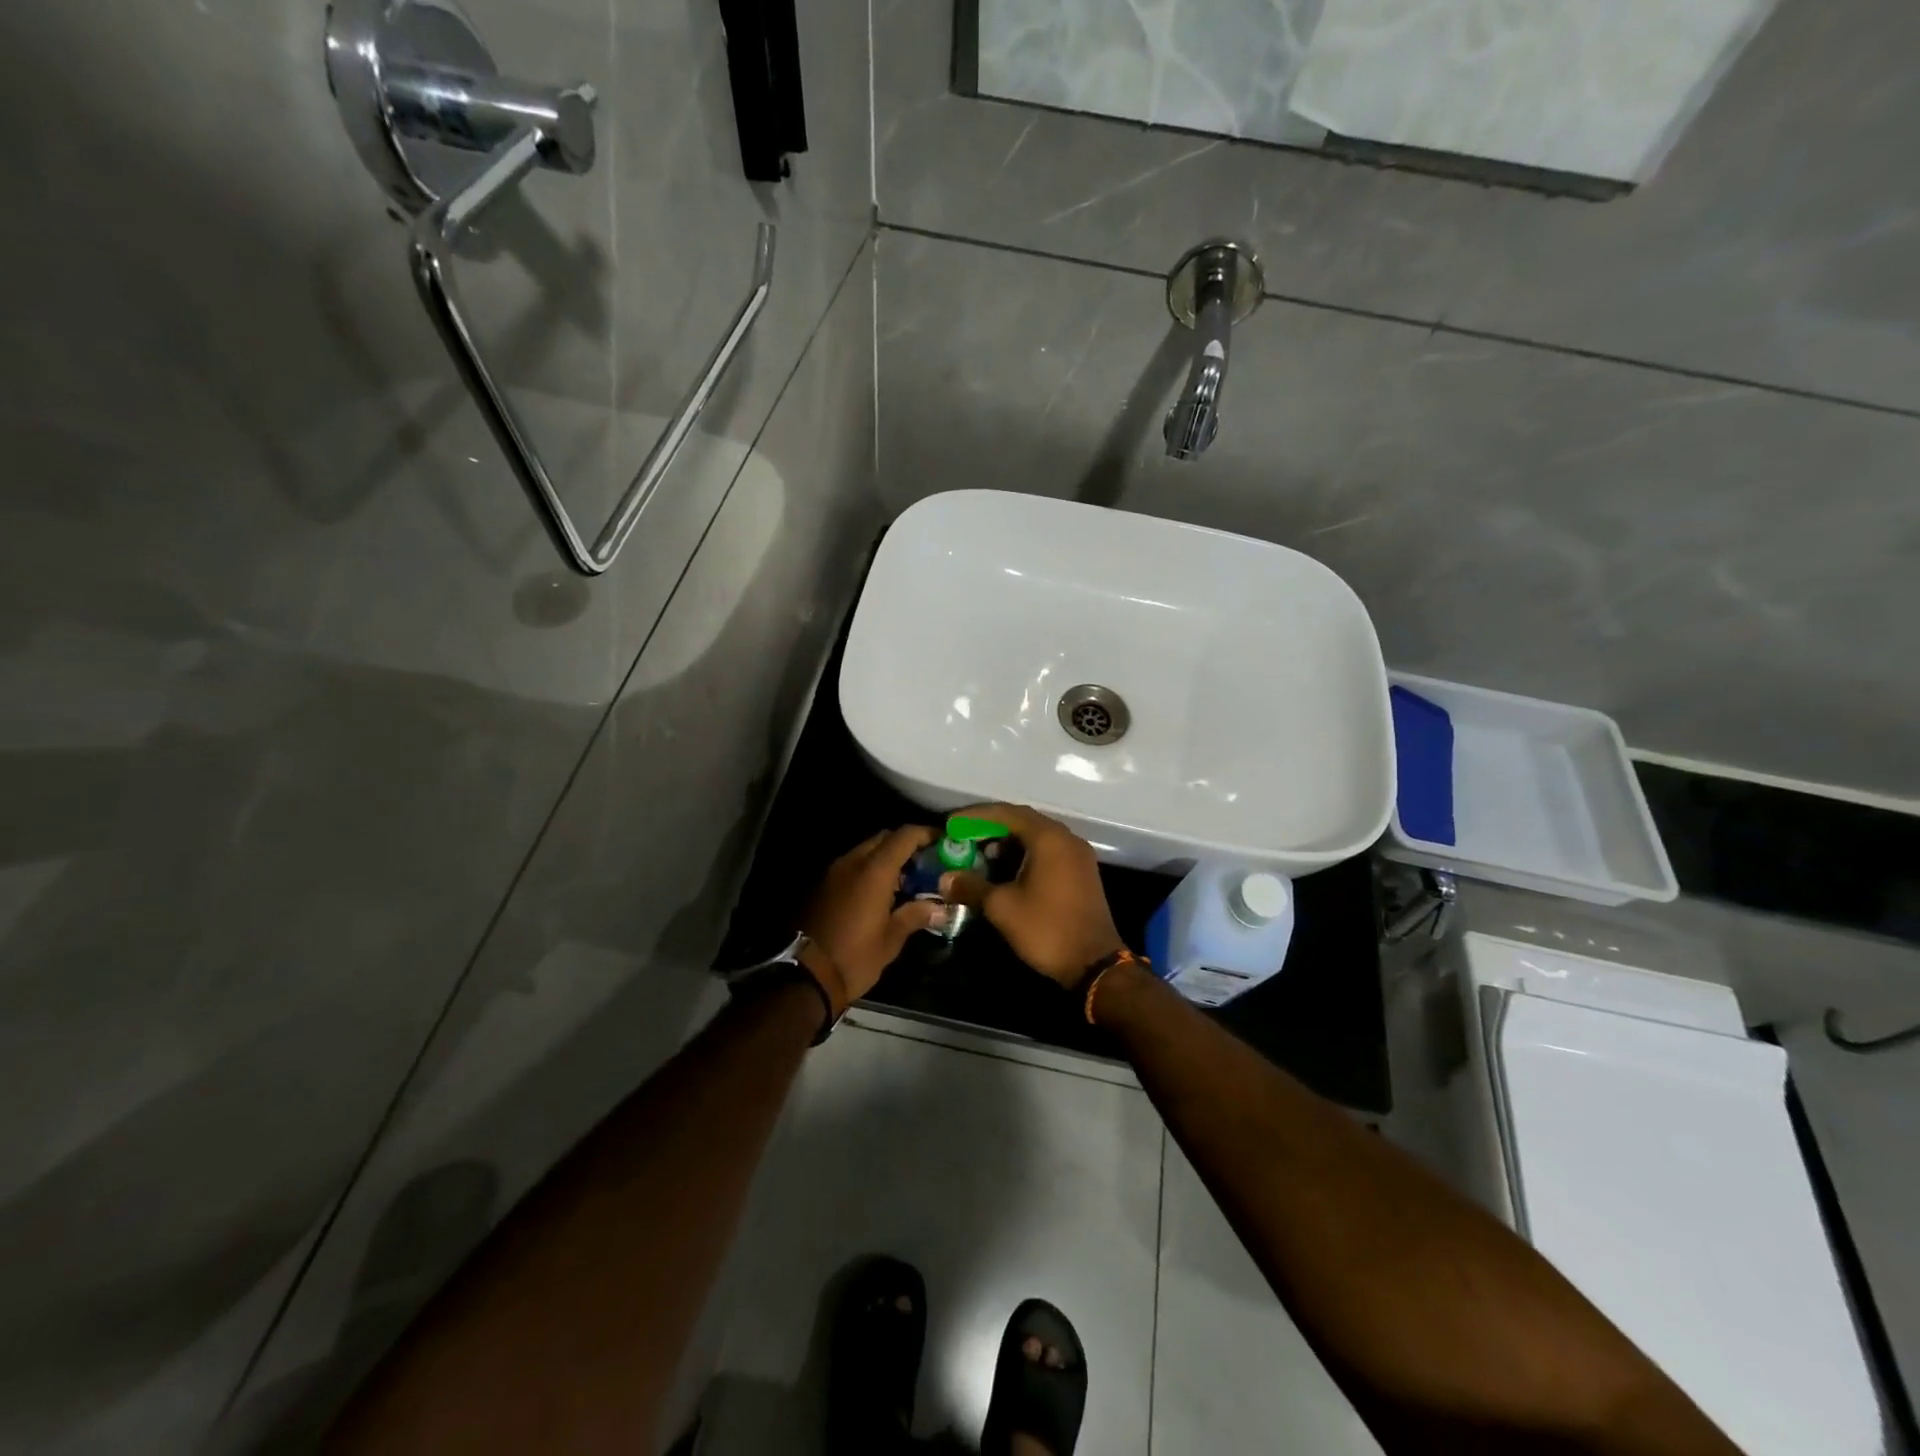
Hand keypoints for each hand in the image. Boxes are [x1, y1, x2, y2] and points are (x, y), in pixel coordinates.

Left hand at [798, 825, 942, 1014]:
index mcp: (874, 871)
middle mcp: (852, 862)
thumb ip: (916, 915)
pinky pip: (852, 865)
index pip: (904, 836)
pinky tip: (881, 893)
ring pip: (866, 850)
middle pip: (884, 838)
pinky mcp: (822, 885)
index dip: (925, 834)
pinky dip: (869, 869)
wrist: (805, 976)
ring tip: (906, 881)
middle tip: (925, 863)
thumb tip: (941, 908)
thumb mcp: (891, 939)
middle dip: (906, 845)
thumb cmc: (855, 957)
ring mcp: (834, 872)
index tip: (942, 841)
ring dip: (886, 858)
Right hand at [940, 803, 1123, 986]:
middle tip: (964, 837)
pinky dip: (1025, 854)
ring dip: (1008, 842)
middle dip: (991, 828)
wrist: (1094, 963)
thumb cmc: (1046, 929)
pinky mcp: (1081, 871)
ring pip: (1037, 836)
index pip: (1007, 813)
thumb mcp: (1002, 907)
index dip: (976, 816)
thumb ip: (972, 886)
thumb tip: (945, 878)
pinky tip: (1006, 870)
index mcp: (1049, 839)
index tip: (951, 824)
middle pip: (1023, 821)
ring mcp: (1078, 855)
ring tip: (981, 856)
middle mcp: (1066, 838)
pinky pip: (1048, 851)